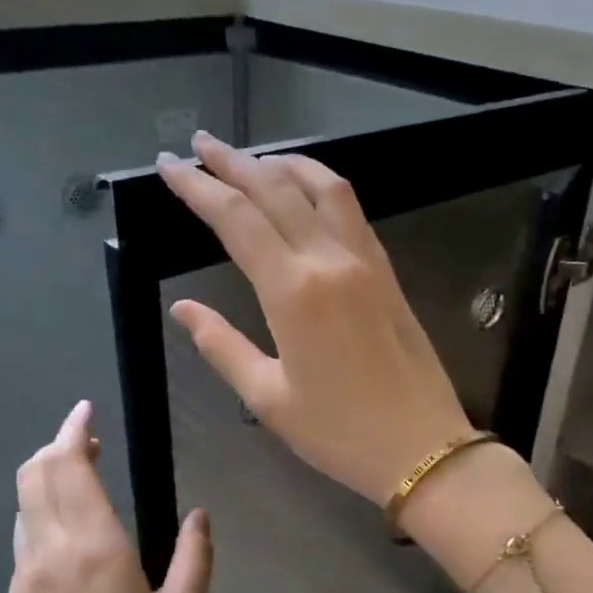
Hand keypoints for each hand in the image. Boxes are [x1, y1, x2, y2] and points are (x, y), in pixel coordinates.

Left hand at [1, 401, 212, 592]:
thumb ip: (194, 557)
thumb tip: (200, 516)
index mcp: (94, 549)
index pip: (68, 468)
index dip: (73, 432)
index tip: (87, 412)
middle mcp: (48, 556)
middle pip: (33, 478)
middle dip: (56, 449)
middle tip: (88, 443)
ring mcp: (23, 583)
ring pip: (23, 509)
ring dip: (45, 483)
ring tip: (80, 482)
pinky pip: (22, 544)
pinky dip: (40, 518)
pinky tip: (69, 537)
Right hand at [157, 132, 473, 503]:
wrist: (423, 447)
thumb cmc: (339, 433)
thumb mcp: (268, 398)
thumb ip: (221, 346)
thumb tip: (182, 310)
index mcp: (293, 292)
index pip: (236, 219)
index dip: (198, 187)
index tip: (170, 166)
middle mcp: (329, 261)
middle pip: (276, 189)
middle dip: (233, 162)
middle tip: (200, 145)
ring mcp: (365, 261)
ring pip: (322, 186)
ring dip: (282, 163)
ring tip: (250, 158)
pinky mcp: (386, 271)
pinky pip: (351, 210)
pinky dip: (321, 185)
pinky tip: (305, 189)